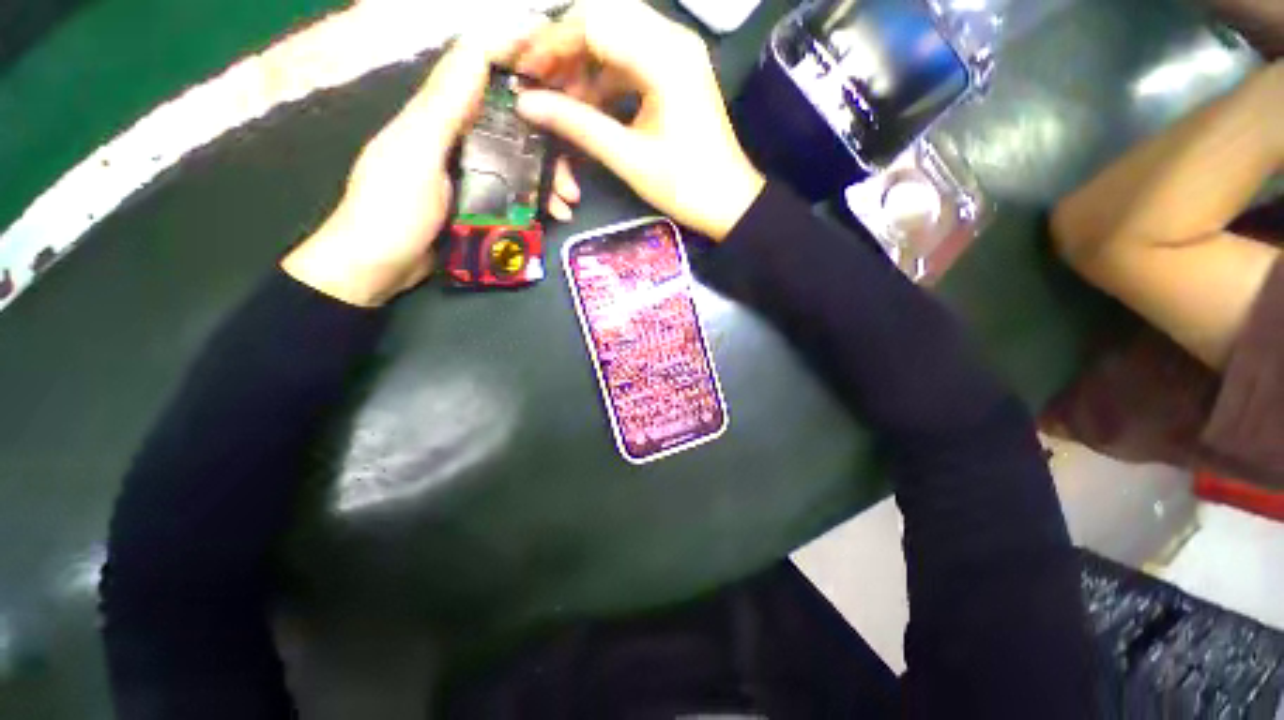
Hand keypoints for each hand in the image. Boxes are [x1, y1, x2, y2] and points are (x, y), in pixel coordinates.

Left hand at [282, 36, 580, 306]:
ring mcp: (470, 172)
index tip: (556, 53)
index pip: (478, 64)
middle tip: (573, 162)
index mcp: (440, 115)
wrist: (377, 268)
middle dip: (547, 136)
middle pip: (511, 120)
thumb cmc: (391, 210)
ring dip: (549, 176)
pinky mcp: (479, 202)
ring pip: (520, 160)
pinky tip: (553, 216)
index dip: (515, 50)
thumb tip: (478, 47)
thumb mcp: (414, 153)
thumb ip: (444, 106)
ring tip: (567, 202)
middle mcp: (458, 136)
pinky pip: (517, 192)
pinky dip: (538, 202)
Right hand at [514, 0, 765, 240]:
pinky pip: (630, 59)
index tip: (526, 74)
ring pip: (616, 36)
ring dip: (585, 63)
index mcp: (664, 57)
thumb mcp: (629, 158)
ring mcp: (678, 55)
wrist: (729, 203)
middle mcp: (673, 40)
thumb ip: (578, 125)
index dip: (552, 43)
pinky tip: (590, 105)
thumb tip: (528, 104)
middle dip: (566, 47)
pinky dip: (605, 77)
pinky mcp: (677, 73)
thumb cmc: (685, 186)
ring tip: (562, 100)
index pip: (594, 22)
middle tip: (541, 82)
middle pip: (604, 17)